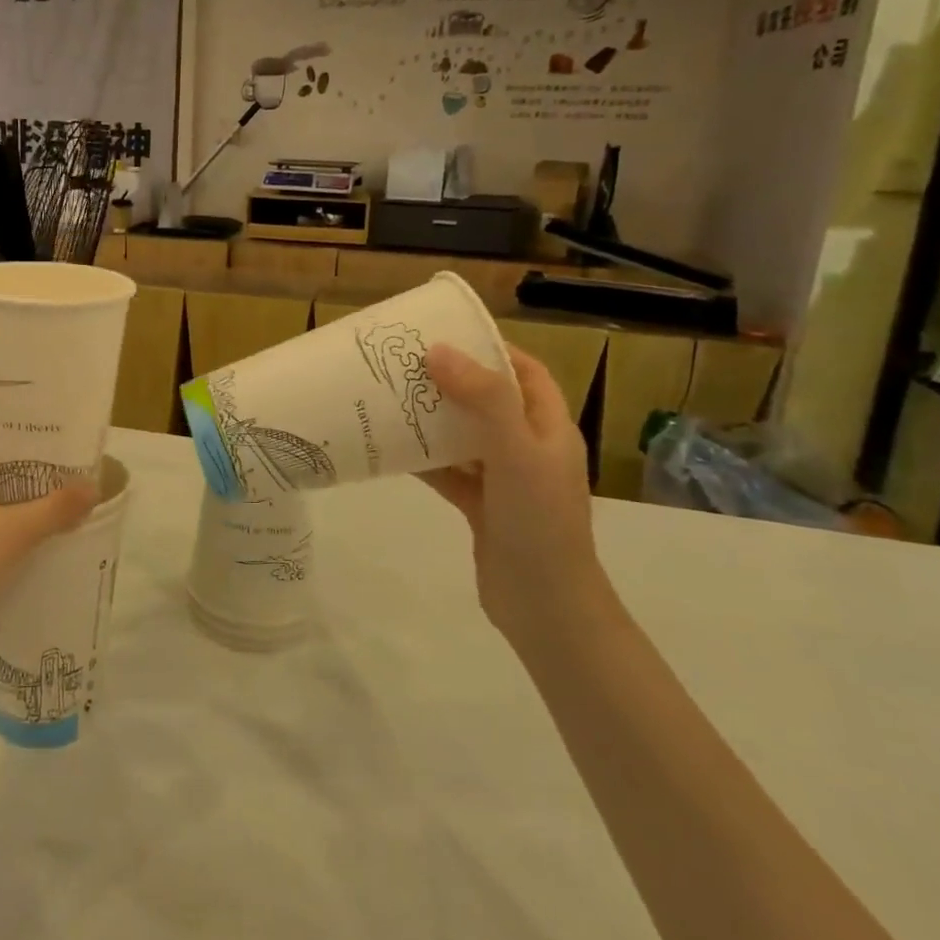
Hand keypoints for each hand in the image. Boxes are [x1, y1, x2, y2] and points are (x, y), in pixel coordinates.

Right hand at [417, 343, 608, 646]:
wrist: (545, 606)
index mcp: (549, 429)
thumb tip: (438, 351)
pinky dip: (424, 459)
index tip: (446, 333)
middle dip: (451, 381)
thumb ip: (483, 399)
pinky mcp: (482, 507)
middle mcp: (529, 449)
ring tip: (390, 399)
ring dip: (433, 419)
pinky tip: (390, 449)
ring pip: (464, 436)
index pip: (525, 372)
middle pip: (488, 401)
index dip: (491, 349)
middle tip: (405, 365)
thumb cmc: (539, 522)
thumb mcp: (516, 452)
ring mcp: (505, 480)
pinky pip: (449, 472)